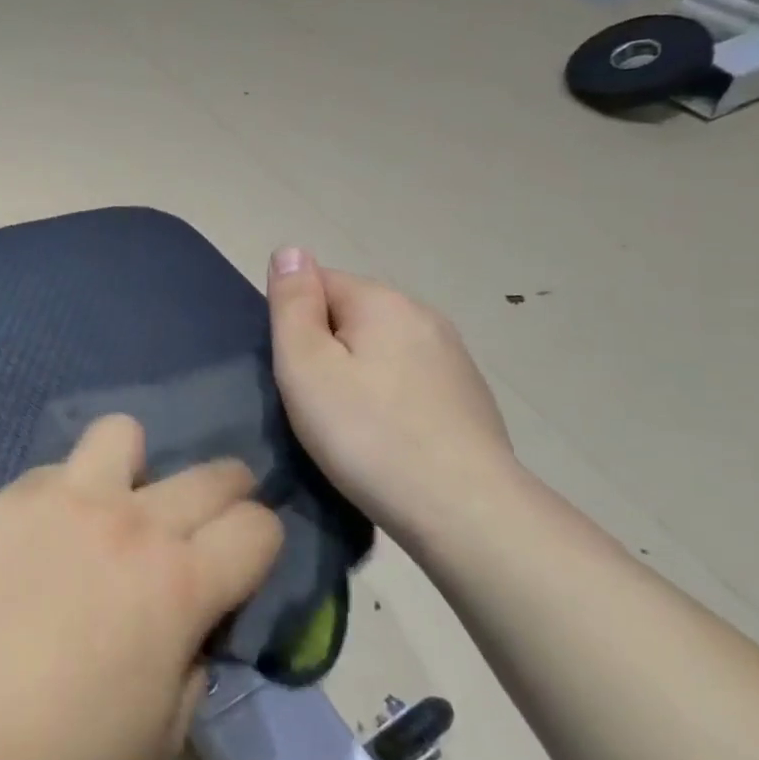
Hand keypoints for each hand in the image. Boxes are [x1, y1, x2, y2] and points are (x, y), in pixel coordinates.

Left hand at [0, 415, 282, 759]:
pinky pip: (58, 469)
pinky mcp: (16, 493)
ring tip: (117, 503)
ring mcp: (70, 495)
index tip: (243, 562)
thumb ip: (193, 662)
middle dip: (228, 493)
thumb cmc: (63, 748)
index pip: (259, 527)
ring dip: (135, 465)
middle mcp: (133, 522)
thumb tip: (190, 623)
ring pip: (125, 433)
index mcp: (180, 584)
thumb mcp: (163, 732)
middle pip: (213, 473)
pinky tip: (45, 534)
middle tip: (201, 526)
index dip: (263, 543)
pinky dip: (67, 492)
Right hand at [266, 247, 517, 541]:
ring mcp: (453, 357)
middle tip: (313, 403)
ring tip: (348, 425)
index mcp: (382, 301)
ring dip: (358, 373)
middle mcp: (423, 315)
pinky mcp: (468, 396)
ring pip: (381, 349)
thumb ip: (292, 304)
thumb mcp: (306, 365)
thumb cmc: (367, 434)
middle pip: (351, 315)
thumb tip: (290, 249)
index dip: (294, 323)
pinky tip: (386, 437)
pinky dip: (389, 398)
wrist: (464, 510)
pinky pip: (409, 380)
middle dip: (326, 347)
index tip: (293, 373)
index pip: (318, 282)